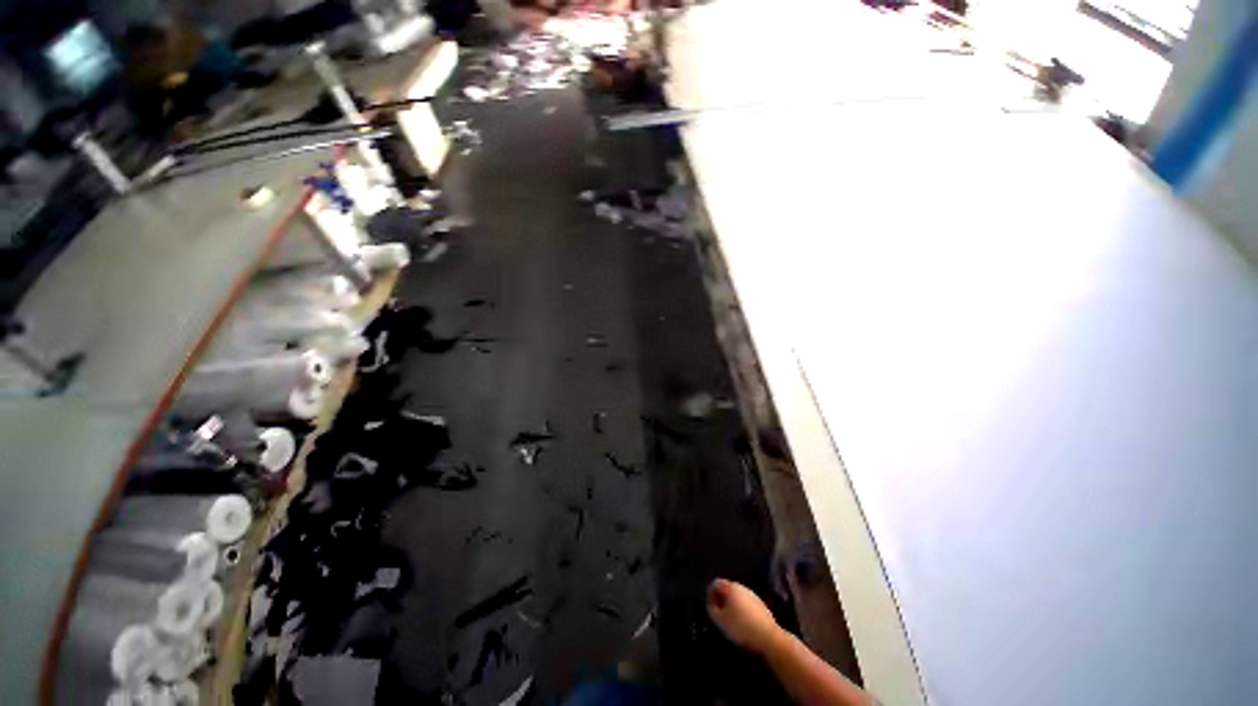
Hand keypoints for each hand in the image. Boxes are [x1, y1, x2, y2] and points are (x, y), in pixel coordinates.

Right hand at [707, 578, 782, 654]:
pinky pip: (746, 603)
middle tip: (718, 612)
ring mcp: (752, 595)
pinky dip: (741, 609)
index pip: (715, 583)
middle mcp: (741, 587)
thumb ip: (712, 608)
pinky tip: (742, 622)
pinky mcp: (761, 605)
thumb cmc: (741, 627)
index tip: (709, 605)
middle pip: (727, 588)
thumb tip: (711, 602)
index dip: (710, 593)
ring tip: (729, 619)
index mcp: (730, 587)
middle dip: (721, 598)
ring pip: (737, 596)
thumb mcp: (720, 620)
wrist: (769, 637)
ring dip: (731, 603)